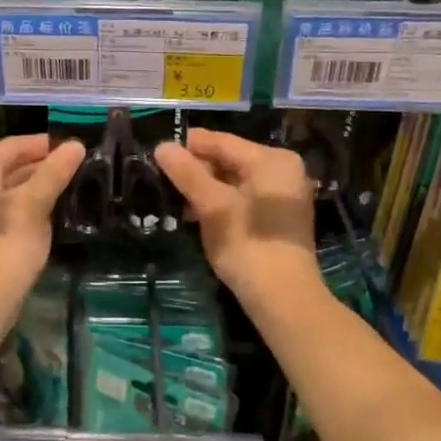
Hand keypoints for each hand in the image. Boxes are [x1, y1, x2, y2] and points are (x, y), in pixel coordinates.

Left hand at [0, 135, 85, 311]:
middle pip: (6, 164)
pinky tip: (48, 208)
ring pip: (4, 186)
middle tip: (76, 166)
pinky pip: (0, 206)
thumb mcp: (34, 205)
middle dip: (41, 165)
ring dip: (34, 185)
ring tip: (68, 185)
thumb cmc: (6, 246)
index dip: (45, 145)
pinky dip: (22, 203)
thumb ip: (54, 172)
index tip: (75, 148)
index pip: (12, 145)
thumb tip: (75, 145)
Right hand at [154, 128, 318, 300]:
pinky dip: (221, 203)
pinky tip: (197, 215)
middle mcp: (282, 170)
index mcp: (272, 160)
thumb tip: (162, 146)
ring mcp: (283, 195)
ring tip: (174, 199)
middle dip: (197, 170)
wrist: (283, 299)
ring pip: (235, 181)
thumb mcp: (212, 206)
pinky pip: (244, 198)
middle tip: (162, 180)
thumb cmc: (247, 245)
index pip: (222, 142)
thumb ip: (187, 174)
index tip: (157, 153)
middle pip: (229, 160)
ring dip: (206, 189)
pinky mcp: (279, 218)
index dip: (188, 146)